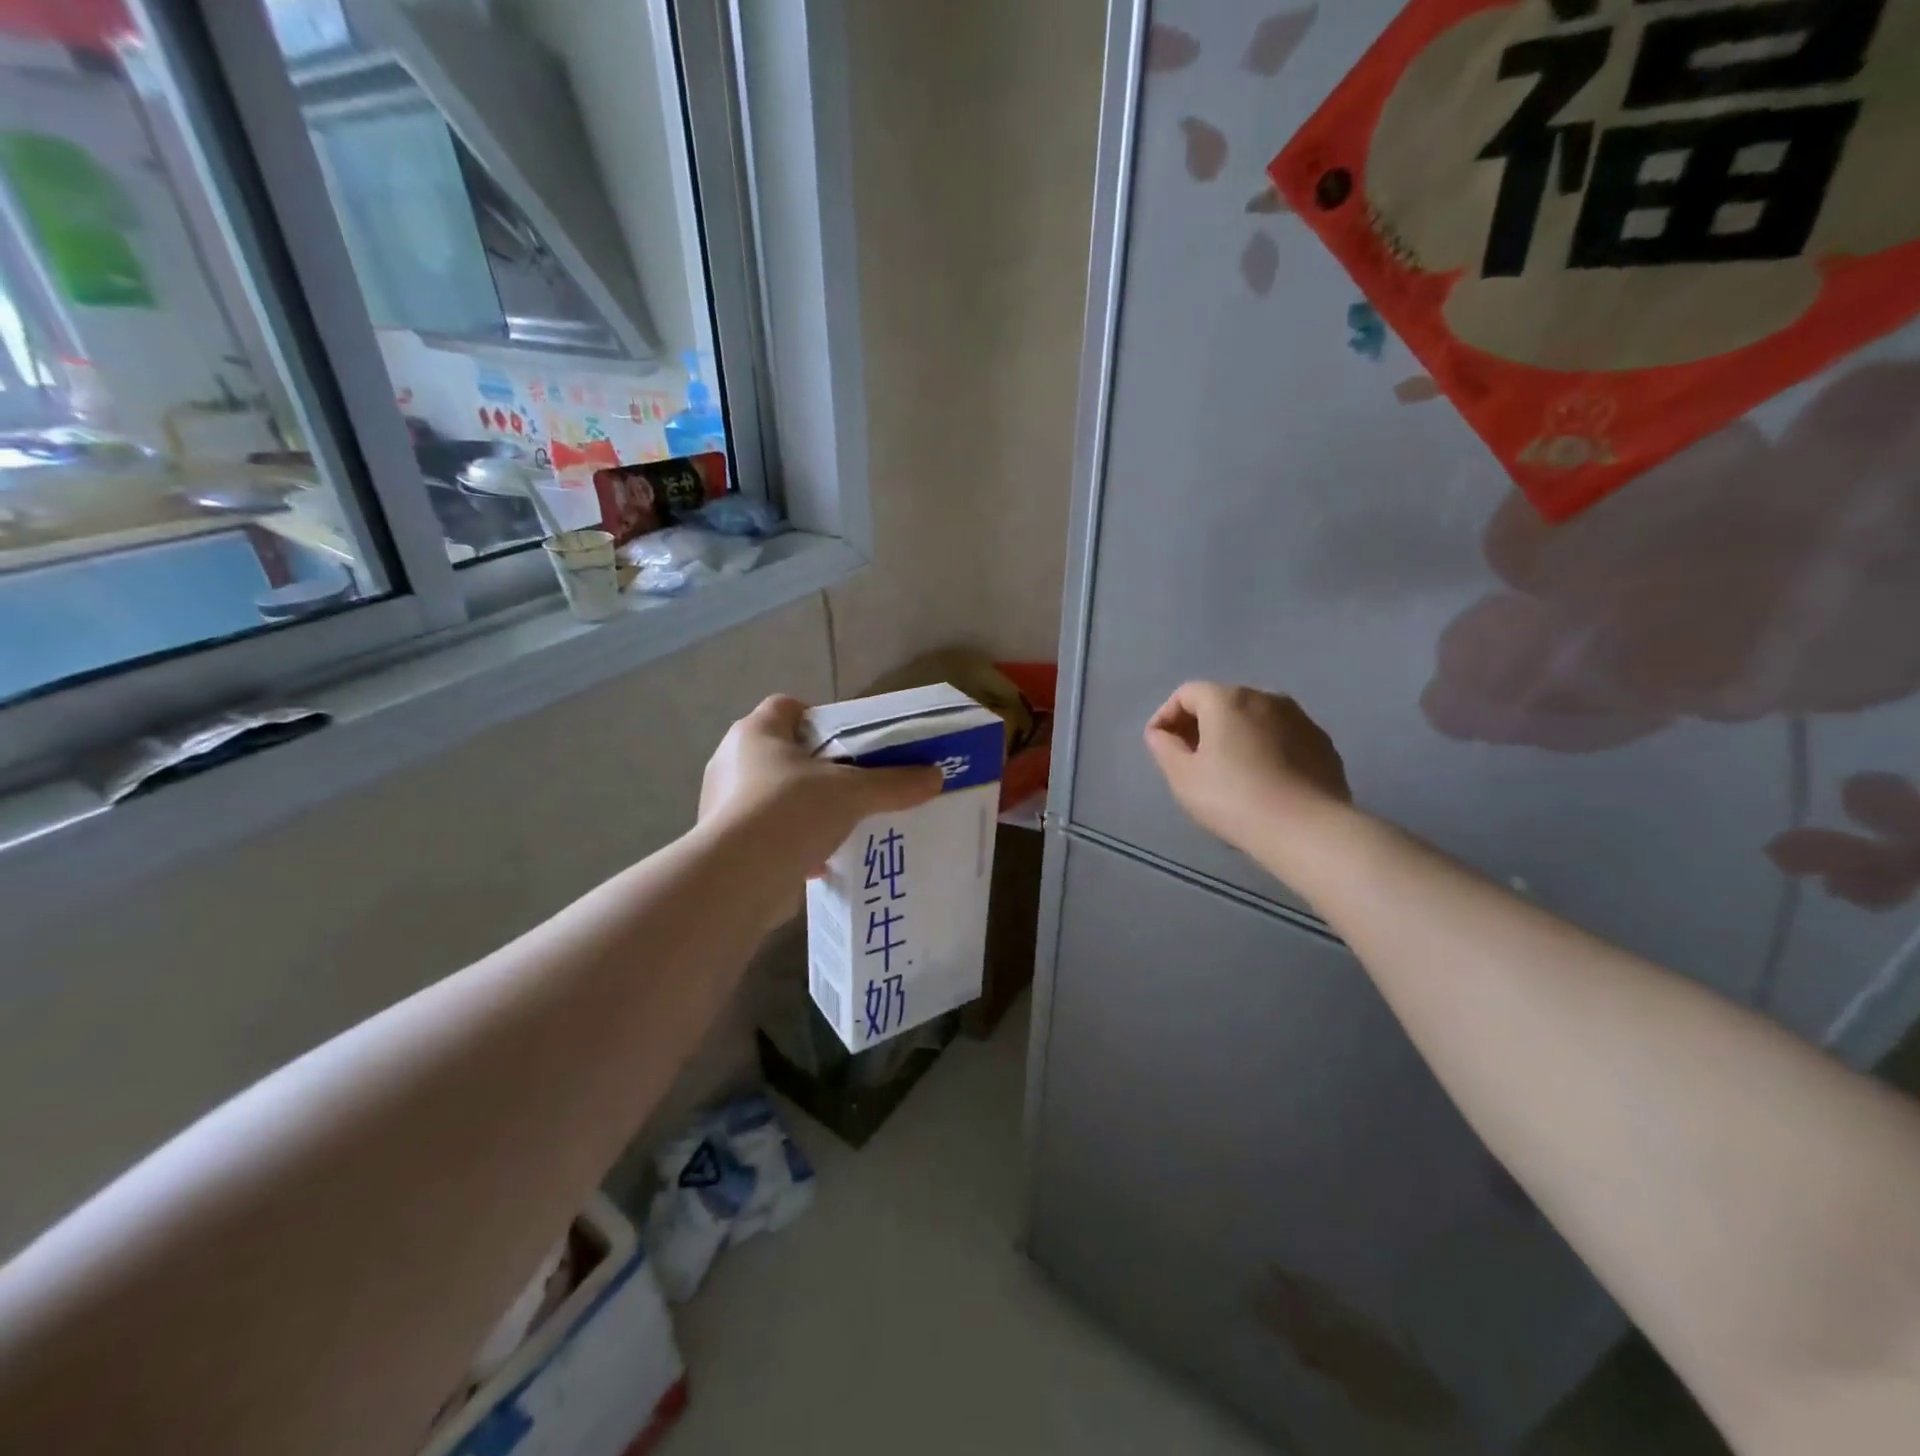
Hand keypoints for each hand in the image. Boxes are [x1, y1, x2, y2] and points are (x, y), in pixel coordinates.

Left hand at [700, 696, 942, 872]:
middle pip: (782, 752)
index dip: (818, 718)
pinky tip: (818, 859)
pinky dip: (790, 840)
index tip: (847, 741)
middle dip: (816, 767)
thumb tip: (936, 776)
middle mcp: (731, 760)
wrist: (737, 878)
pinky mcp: (723, 842)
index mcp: (756, 732)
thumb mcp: (853, 793)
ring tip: (839, 823)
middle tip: (851, 783)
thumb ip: (893, 783)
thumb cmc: (790, 811)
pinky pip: (765, 831)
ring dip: (803, 807)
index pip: (786, 706)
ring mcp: (721, 802)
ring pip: (772, 794)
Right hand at [1144, 683, 1349, 851]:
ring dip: (1235, 735)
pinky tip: (1262, 778)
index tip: (1160, 745)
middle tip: (1190, 758)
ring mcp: (1300, 718)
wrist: (1307, 829)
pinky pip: (1282, 736)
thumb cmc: (1234, 799)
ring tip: (1227, 769)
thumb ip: (1164, 748)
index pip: (1186, 694)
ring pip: (1255, 718)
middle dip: (1201, 724)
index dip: (1166, 716)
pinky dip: (1265, 747)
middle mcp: (1265, 697)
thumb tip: (1160, 734)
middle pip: (1222, 701)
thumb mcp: (1183, 777)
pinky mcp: (1322, 742)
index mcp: (1227, 700)